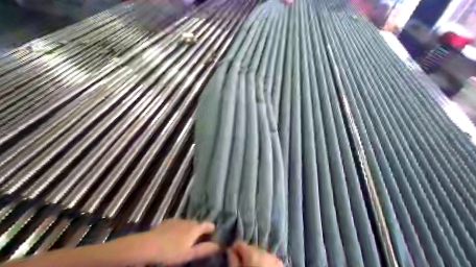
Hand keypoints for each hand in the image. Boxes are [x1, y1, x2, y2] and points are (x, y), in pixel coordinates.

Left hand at [110, 219, 218, 264]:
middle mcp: (188, 221)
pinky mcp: (168, 222)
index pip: (209, 225)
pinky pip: (179, 225)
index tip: (212, 239)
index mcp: (195, 228)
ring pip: (188, 224)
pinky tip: (173, 239)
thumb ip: (205, 249)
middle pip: (199, 224)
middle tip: (198, 244)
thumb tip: (219, 245)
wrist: (147, 245)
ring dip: (190, 231)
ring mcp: (177, 220)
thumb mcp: (189, 254)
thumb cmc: (170, 252)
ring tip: (185, 242)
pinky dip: (180, 230)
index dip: (212, 231)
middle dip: (201, 232)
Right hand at [227, 241, 281, 265]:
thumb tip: (230, 251)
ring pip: (260, 253)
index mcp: (252, 253)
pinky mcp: (280, 264)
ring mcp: (274, 257)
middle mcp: (264, 251)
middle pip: (251, 248)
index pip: (239, 243)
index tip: (232, 259)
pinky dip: (265, 263)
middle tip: (243, 266)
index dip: (234, 250)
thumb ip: (233, 261)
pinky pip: (269, 259)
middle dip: (245, 255)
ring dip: (256, 259)